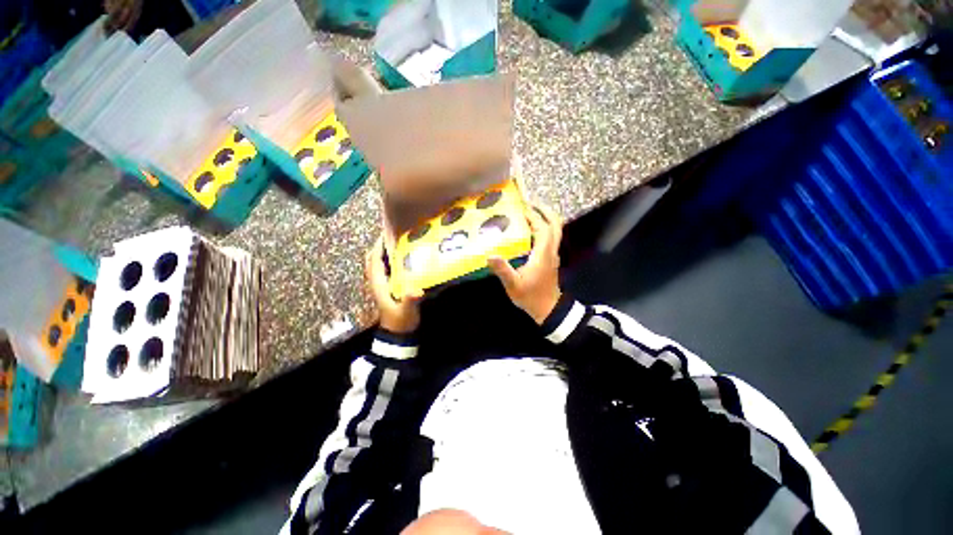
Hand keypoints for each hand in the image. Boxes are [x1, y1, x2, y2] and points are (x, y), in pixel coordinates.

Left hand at [365, 235, 423, 333]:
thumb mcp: (406, 310)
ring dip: (385, 252)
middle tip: (394, 234)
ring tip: (399, 242)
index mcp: (379, 283)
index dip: (379, 245)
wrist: (397, 334)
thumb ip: (410, 300)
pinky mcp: (388, 288)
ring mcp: (382, 285)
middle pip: (373, 258)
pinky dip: (390, 261)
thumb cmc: (400, 321)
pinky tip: (403, 258)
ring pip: (379, 263)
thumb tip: (416, 289)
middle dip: (380, 245)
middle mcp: (378, 281)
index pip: (374, 260)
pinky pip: (386, 269)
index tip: (388, 231)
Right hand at [488, 205, 562, 324]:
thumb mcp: (513, 285)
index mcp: (543, 254)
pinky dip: (543, 228)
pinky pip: (551, 237)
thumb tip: (490, 255)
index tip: (522, 207)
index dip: (534, 216)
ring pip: (555, 230)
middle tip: (531, 203)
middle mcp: (551, 250)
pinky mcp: (550, 259)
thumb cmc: (531, 296)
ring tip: (530, 213)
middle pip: (555, 225)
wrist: (548, 309)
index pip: (543, 228)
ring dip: (545, 218)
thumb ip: (503, 270)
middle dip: (545, 211)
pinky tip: (530, 231)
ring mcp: (553, 254)